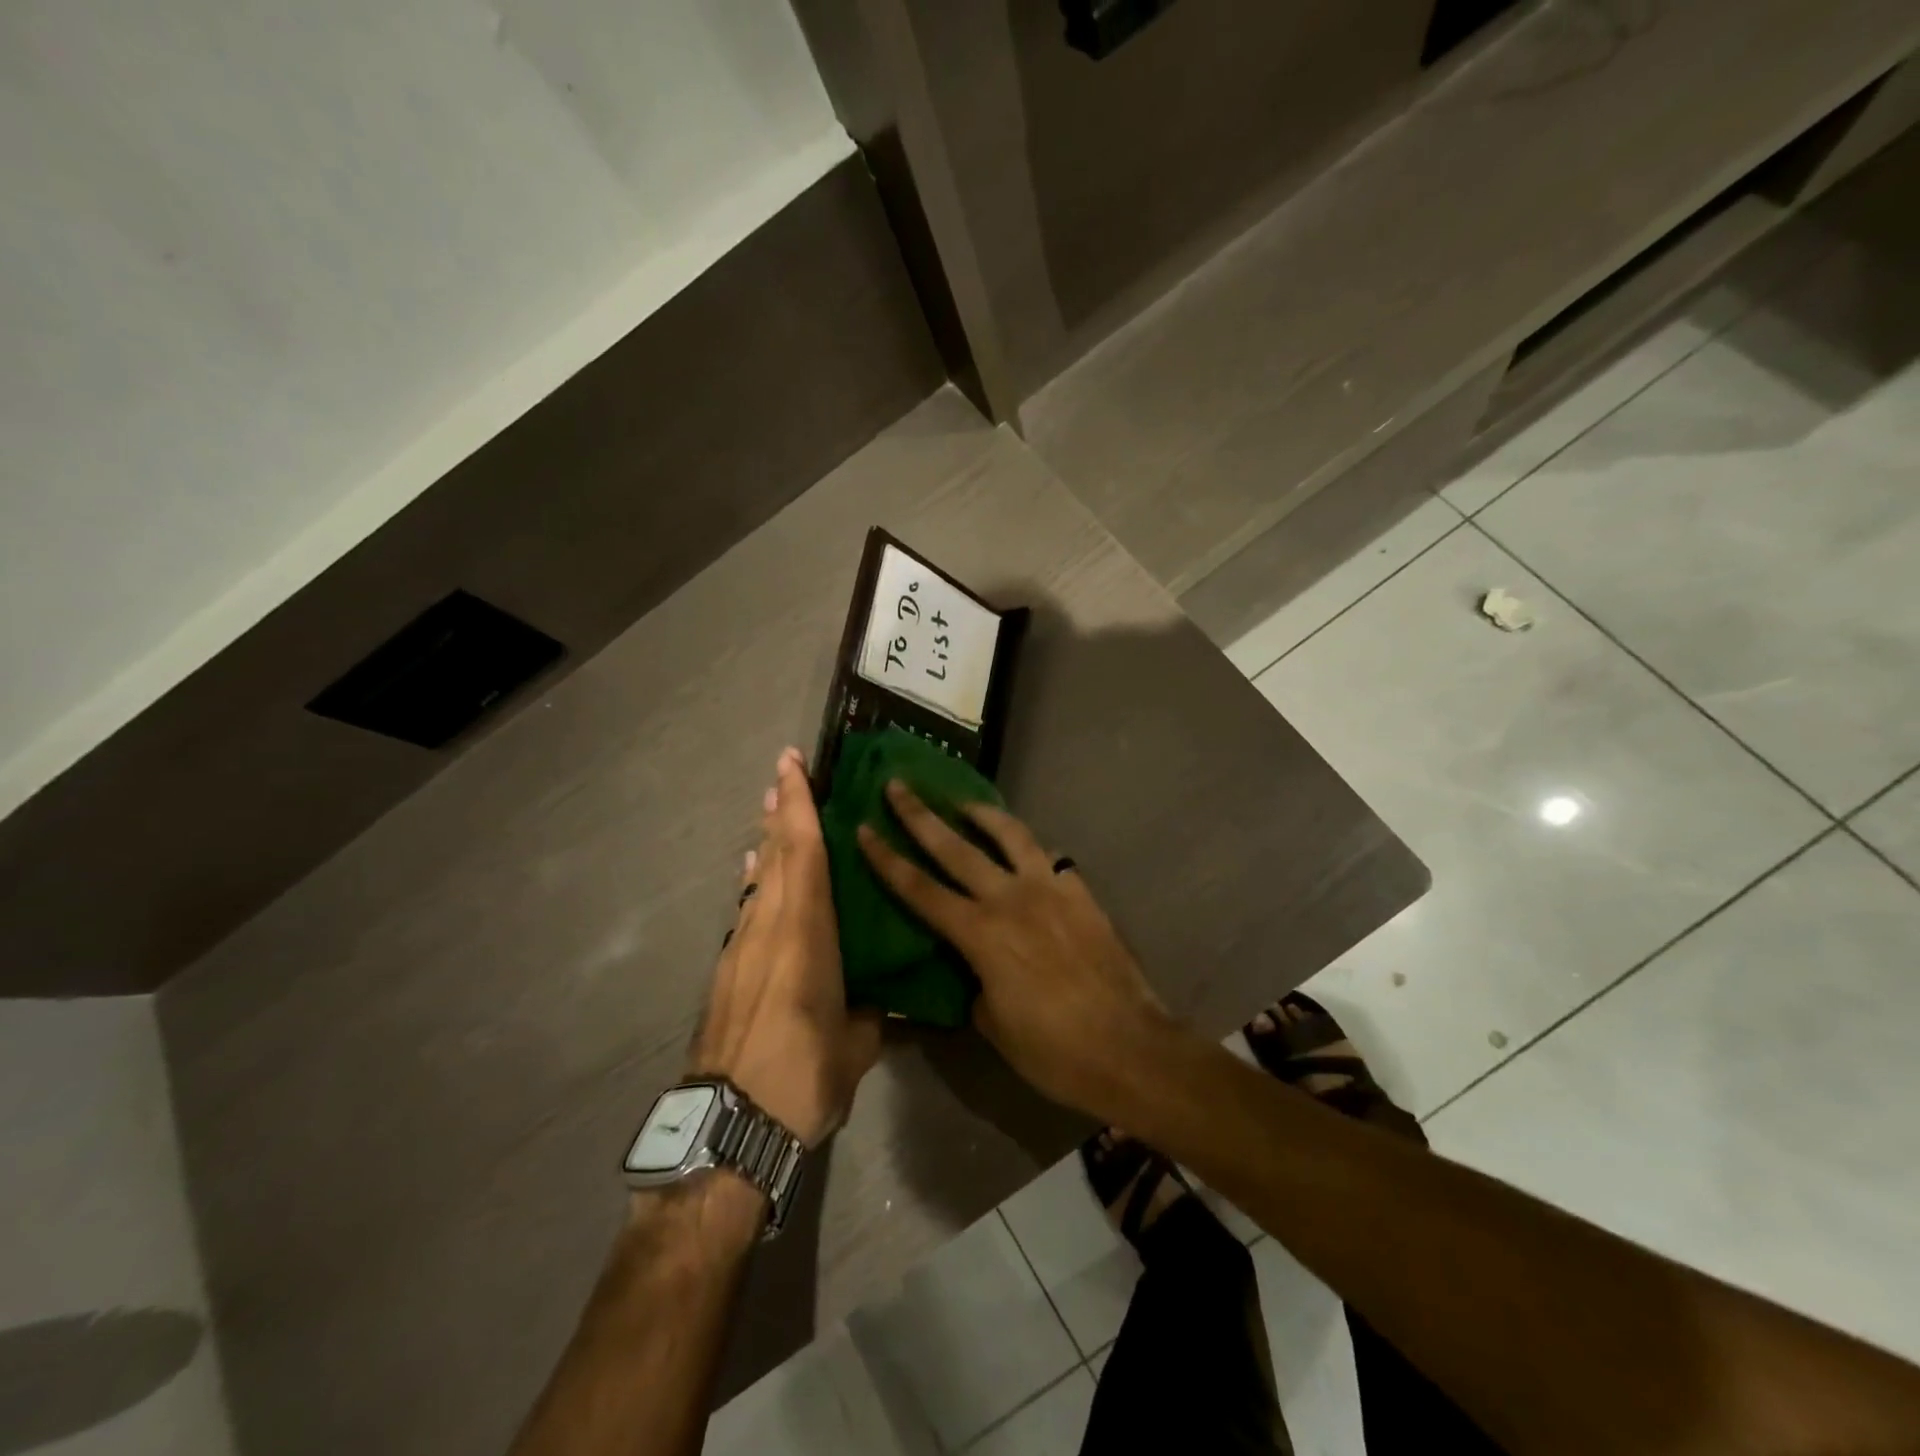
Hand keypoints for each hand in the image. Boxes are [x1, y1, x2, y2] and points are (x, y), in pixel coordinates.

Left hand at [690, 749, 881, 1146]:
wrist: (728, 1128)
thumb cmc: (803, 1077)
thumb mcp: (856, 1047)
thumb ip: (869, 1016)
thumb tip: (878, 1006)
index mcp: (806, 935)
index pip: (805, 853)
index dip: (799, 805)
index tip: (791, 764)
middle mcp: (769, 928)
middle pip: (775, 855)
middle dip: (780, 810)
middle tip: (783, 774)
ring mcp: (741, 948)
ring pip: (758, 880)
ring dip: (766, 842)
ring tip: (772, 813)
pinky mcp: (725, 972)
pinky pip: (745, 910)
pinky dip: (755, 883)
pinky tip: (755, 875)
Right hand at [856, 783, 1172, 1117]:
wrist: (1130, 1048)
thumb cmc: (1054, 1050)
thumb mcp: (994, 1025)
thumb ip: (974, 984)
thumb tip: (973, 968)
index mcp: (981, 935)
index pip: (920, 889)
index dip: (888, 859)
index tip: (865, 828)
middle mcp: (1011, 899)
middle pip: (955, 847)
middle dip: (920, 815)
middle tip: (898, 785)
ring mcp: (1050, 890)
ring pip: (1009, 835)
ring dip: (981, 813)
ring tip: (962, 802)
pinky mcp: (1080, 893)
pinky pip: (1047, 856)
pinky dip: (1026, 845)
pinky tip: (1021, 848)